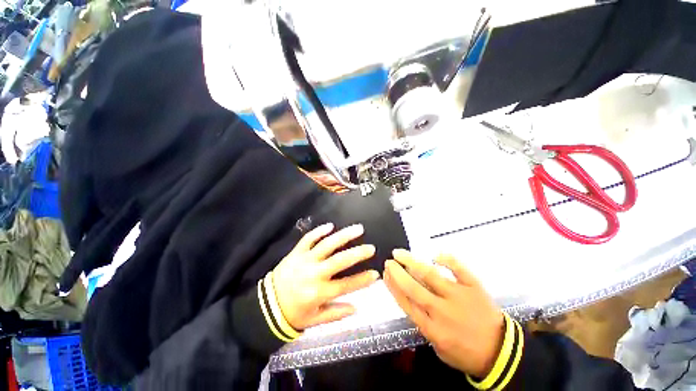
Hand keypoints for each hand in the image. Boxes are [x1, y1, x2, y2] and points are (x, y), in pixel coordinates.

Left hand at [272, 223, 378, 329]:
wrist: (266, 305)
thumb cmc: (293, 313)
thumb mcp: (314, 321)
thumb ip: (336, 314)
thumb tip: (356, 308)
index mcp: (319, 293)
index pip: (346, 285)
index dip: (363, 280)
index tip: (376, 274)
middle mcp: (314, 274)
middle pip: (339, 261)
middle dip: (358, 253)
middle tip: (371, 248)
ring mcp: (305, 260)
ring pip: (327, 244)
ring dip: (344, 236)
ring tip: (358, 229)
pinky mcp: (296, 252)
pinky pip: (308, 238)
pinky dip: (319, 231)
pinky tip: (330, 225)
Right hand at [383, 249, 503, 377]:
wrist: (501, 352)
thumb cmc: (465, 351)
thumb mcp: (438, 346)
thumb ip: (423, 324)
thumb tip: (411, 301)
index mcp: (432, 328)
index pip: (406, 302)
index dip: (393, 286)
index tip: (385, 274)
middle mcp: (442, 310)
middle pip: (413, 287)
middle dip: (398, 272)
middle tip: (389, 261)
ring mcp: (458, 296)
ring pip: (430, 275)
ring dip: (412, 262)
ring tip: (399, 253)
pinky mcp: (474, 287)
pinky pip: (459, 269)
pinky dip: (447, 260)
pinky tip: (436, 255)